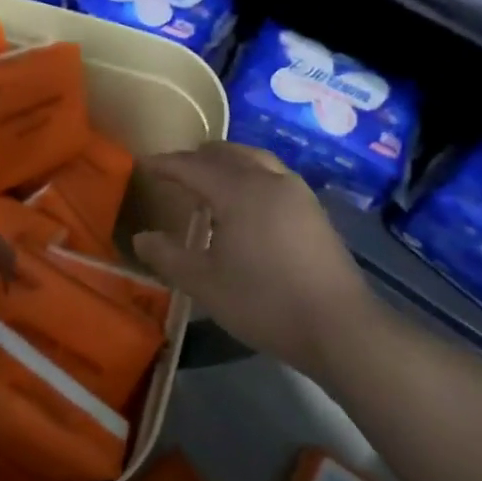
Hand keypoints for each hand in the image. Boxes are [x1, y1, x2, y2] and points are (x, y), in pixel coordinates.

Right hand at [132, 143, 375, 375]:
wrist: (339, 326)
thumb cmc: (264, 302)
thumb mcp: (205, 284)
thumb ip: (169, 257)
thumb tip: (141, 237)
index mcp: (239, 191)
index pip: (193, 166)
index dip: (166, 164)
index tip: (144, 163)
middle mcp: (269, 180)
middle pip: (228, 154)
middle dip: (198, 157)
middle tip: (175, 169)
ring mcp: (297, 193)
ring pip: (255, 160)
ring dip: (227, 163)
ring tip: (210, 180)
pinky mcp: (314, 210)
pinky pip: (273, 176)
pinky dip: (250, 175)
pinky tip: (247, 203)